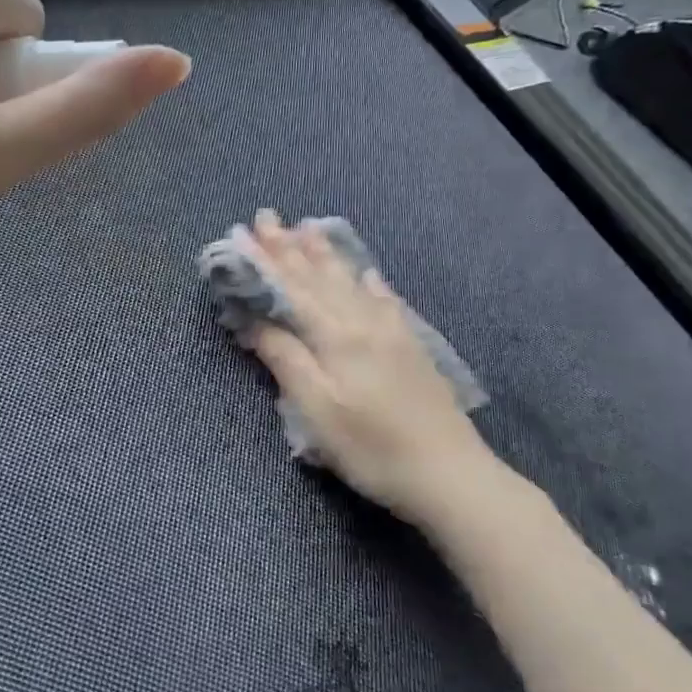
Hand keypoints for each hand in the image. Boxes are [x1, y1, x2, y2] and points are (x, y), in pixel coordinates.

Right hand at [245, 210, 501, 520]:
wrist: (450, 474)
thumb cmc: (371, 448)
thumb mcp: (316, 411)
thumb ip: (286, 359)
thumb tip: (255, 320)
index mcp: (336, 336)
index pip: (290, 289)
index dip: (263, 262)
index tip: (241, 233)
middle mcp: (363, 322)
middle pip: (319, 278)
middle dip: (288, 247)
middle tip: (266, 217)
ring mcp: (391, 332)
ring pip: (350, 282)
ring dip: (325, 255)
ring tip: (307, 228)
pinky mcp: (410, 347)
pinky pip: (384, 300)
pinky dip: (369, 282)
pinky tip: (368, 273)